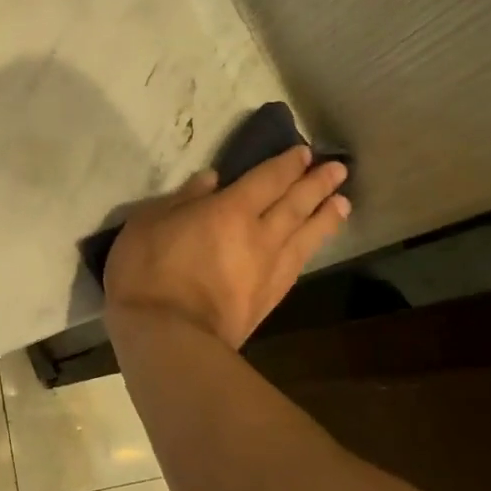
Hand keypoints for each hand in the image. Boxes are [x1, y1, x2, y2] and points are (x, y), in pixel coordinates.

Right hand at [103, 148, 350, 347]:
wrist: (169, 337)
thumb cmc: (148, 272)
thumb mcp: (147, 223)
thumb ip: (182, 199)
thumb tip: (212, 180)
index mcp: (229, 210)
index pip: (267, 180)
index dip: (287, 165)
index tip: (304, 152)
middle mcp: (259, 236)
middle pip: (295, 204)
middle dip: (317, 184)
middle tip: (338, 170)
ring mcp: (268, 270)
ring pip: (305, 236)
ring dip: (325, 217)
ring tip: (342, 203)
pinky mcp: (268, 300)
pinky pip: (296, 266)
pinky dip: (309, 250)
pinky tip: (312, 247)